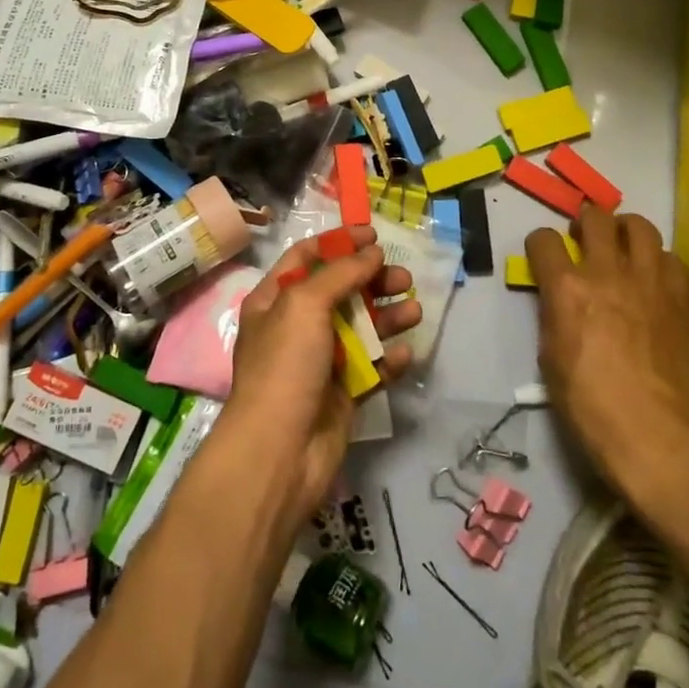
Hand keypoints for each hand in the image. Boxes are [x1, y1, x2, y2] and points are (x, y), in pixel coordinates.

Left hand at [224, 227, 420, 523]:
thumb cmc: (285, 365)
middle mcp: (295, 326)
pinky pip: (371, 368)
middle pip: (339, 291)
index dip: (339, 242)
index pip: (306, 257)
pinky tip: (406, 353)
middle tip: (403, 276)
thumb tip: (372, 252)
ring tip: (414, 310)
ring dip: (387, 316)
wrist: (279, 451)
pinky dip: (389, 359)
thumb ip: (340, 273)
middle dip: (372, 280)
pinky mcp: (342, 393)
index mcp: (274, 300)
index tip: (374, 235)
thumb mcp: (304, 304)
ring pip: (360, 328)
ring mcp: (319, 361)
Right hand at [529, 206, 688, 500]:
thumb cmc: (589, 404)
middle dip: (584, 221)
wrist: (654, 435)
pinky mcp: (680, 298)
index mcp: (566, 288)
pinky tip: (653, 276)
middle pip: (595, 218)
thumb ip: (554, 314)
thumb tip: (559, 298)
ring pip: (639, 226)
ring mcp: (649, 281)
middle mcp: (606, 272)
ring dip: (625, 229)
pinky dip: (657, 259)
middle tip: (584, 236)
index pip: (544, 240)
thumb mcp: (551, 356)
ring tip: (622, 243)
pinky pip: (671, 258)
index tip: (543, 254)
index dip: (539, 244)